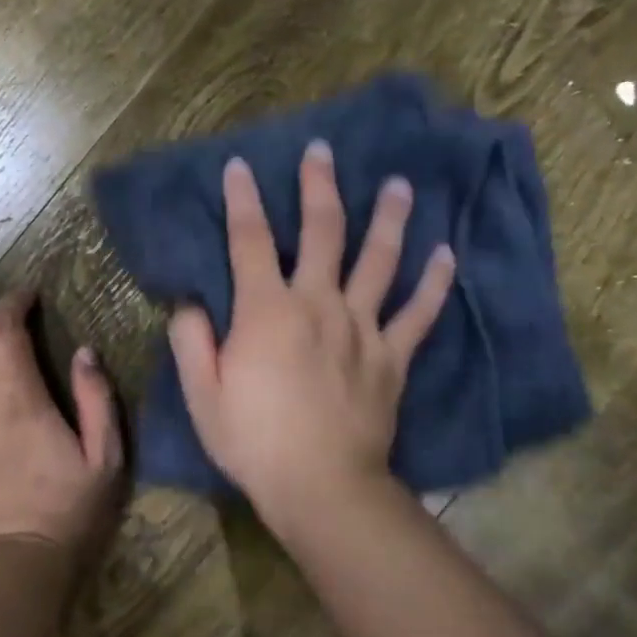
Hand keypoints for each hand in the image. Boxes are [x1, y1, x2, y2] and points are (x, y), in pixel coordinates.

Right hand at [168, 142, 455, 528]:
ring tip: (398, 184)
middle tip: (322, 152)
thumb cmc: (253, 441)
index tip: (240, 166)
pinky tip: (445, 255)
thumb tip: (190, 304)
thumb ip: (191, 342)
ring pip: (380, 260)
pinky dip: (434, 283)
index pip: (251, 241)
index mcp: (266, 311)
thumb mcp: (202, 395)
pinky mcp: (392, 357)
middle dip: (319, 188)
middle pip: (323, 233)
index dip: (243, 201)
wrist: (321, 484)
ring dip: (388, 218)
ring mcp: (362, 328)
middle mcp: (318, 305)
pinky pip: (418, 313)